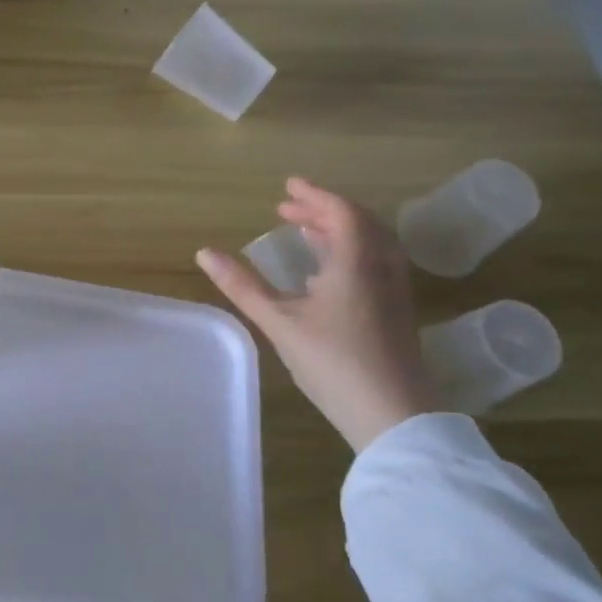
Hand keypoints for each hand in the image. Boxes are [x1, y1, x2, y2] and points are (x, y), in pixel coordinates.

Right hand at [198, 179, 438, 451]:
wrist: (394, 416)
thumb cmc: (334, 363)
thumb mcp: (280, 322)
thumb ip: (243, 286)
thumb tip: (204, 252)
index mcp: (356, 262)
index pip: (341, 212)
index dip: (314, 194)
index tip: (288, 185)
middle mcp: (382, 268)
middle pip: (359, 223)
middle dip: (323, 210)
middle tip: (288, 208)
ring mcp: (394, 291)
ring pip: (371, 244)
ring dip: (338, 230)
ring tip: (305, 232)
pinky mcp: (397, 312)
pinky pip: (375, 263)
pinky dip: (350, 252)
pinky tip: (326, 275)